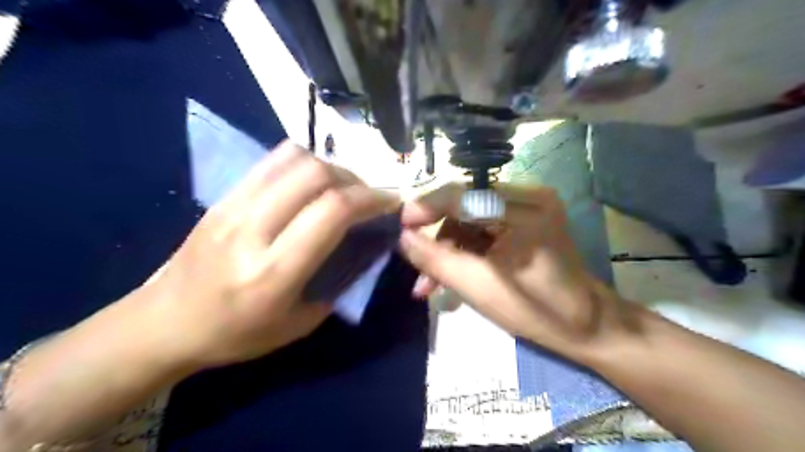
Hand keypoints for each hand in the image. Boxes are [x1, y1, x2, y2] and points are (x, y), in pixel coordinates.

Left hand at [143, 142, 400, 371]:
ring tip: (341, 189)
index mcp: (274, 272)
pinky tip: (311, 184)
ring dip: (331, 167)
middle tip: (367, 197)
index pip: (333, 212)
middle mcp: (253, 229)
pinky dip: (305, 163)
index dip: (371, 200)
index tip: (391, 203)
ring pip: (295, 158)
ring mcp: (233, 206)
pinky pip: (272, 160)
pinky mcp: (223, 195)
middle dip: (355, 180)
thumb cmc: (237, 334)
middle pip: (316, 174)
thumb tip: (366, 244)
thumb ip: (339, 280)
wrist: (164, 323)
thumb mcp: (301, 323)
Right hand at [398, 183, 631, 360]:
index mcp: (525, 206)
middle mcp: (527, 195)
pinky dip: (463, 251)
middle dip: (437, 238)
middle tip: (415, 263)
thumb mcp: (477, 287)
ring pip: (468, 220)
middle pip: (463, 206)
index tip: (400, 227)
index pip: (462, 194)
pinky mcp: (522, 221)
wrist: (583, 326)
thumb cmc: (536, 310)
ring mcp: (526, 207)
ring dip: (447, 249)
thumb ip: (435, 259)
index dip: (426, 208)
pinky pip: (481, 229)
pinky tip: (448, 276)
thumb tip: (401, 236)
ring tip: (429, 284)